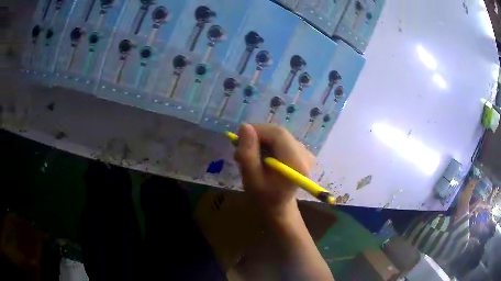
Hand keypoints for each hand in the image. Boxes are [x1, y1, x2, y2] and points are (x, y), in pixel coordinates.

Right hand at [234, 124, 314, 217]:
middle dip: (258, 136)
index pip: (278, 134)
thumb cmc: (263, 196)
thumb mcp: (251, 178)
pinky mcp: (302, 152)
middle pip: (279, 133)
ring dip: (262, 141)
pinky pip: (282, 140)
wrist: (278, 206)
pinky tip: (261, 156)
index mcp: (296, 163)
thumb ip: (247, 153)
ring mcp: (306, 152)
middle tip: (241, 148)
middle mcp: (305, 154)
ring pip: (279, 136)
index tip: (239, 138)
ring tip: (250, 155)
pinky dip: (269, 144)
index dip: (258, 131)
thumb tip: (245, 126)